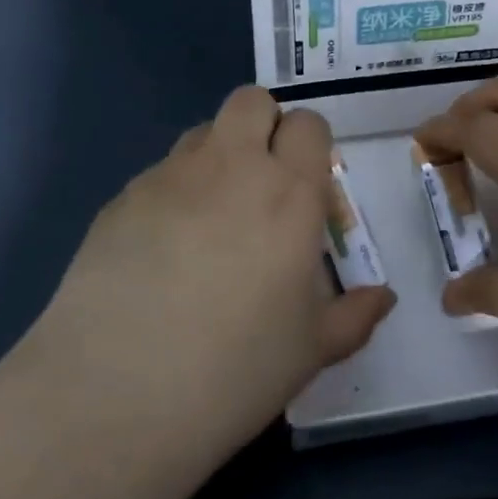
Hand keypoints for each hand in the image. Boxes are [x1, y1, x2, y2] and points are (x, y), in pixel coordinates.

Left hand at [21, 86, 396, 463]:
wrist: (114, 396)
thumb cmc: (234, 371)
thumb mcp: (311, 350)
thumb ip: (355, 314)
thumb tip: (383, 297)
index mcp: (289, 193)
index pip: (308, 124)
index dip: (311, 146)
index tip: (308, 188)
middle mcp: (232, 167)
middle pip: (252, 101)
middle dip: (265, 125)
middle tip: (264, 183)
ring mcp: (170, 176)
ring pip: (203, 131)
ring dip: (218, 156)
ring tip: (212, 218)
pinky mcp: (122, 198)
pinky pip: (160, 173)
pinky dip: (174, 193)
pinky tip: (161, 252)